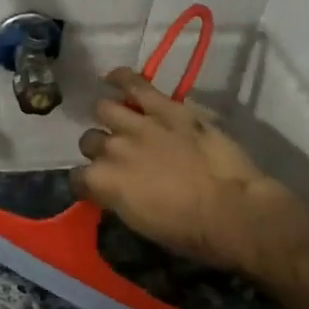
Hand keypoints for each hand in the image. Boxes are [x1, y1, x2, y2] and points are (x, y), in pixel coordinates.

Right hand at [72, 67, 308, 275]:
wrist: (230, 211)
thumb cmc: (187, 231)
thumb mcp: (139, 222)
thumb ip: (119, 198)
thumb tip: (116, 190)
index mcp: (102, 182)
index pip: (78, 178)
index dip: (87, 183)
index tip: (98, 187)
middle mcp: (110, 149)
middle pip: (89, 141)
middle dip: (99, 148)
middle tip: (117, 155)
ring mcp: (138, 125)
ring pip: (105, 109)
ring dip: (109, 117)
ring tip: (115, 118)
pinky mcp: (166, 108)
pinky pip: (136, 84)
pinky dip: (122, 78)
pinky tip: (113, 77)